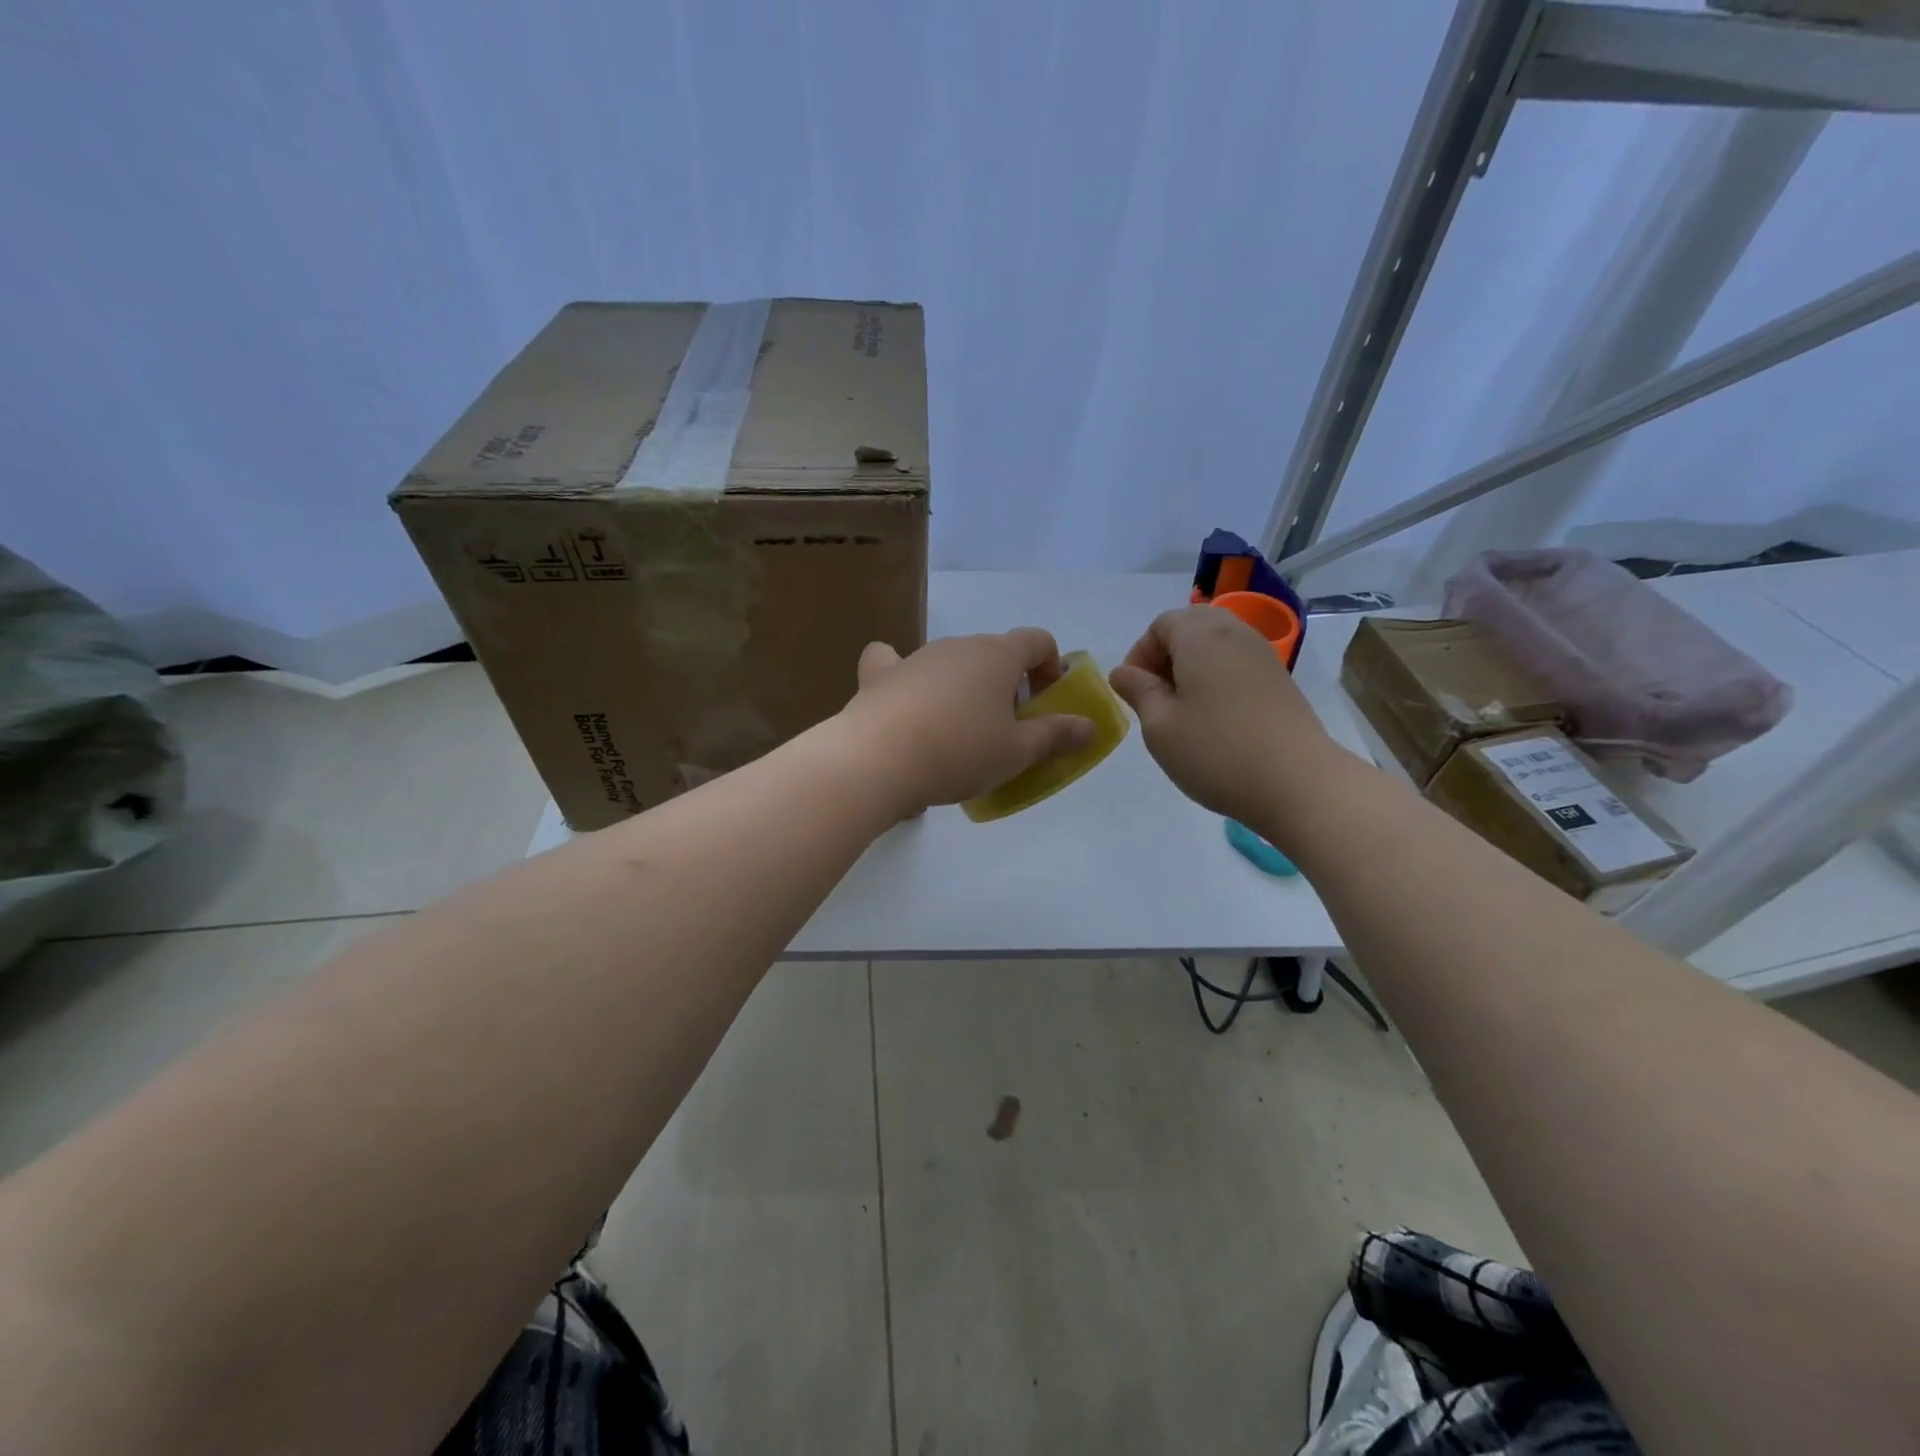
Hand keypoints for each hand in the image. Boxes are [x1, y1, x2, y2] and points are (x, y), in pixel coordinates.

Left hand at [838, 629, 1096, 817]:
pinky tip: (902, 699)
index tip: (1046, 704)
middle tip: (1005, 730)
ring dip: (963, 688)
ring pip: (951, 662)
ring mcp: (916, 657)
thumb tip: (1089, 726)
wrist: (877, 760)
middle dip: (1007, 684)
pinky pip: (893, 664)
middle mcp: (958, 645)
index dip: (1051, 668)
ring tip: (957, 735)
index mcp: (997, 655)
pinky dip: (903, 676)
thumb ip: (1056, 735)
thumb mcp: (1017, 752)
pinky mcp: (880, 675)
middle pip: (994, 653)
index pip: (1038, 640)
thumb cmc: (959, 752)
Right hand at [1109, 606, 1337, 823]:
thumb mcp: (1159, 726)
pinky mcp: (1280, 680)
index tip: (1134, 692)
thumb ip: (1138, 691)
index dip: (1140, 654)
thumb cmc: (1216, 752)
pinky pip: (1237, 663)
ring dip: (1192, 667)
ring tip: (1184, 710)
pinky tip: (1214, 718)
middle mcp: (1235, 634)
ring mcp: (1263, 656)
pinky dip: (1217, 678)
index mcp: (1201, 636)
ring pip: (1216, 644)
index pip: (1161, 624)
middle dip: (1166, 655)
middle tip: (1156, 697)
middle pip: (1191, 626)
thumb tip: (1123, 672)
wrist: (1298, 783)